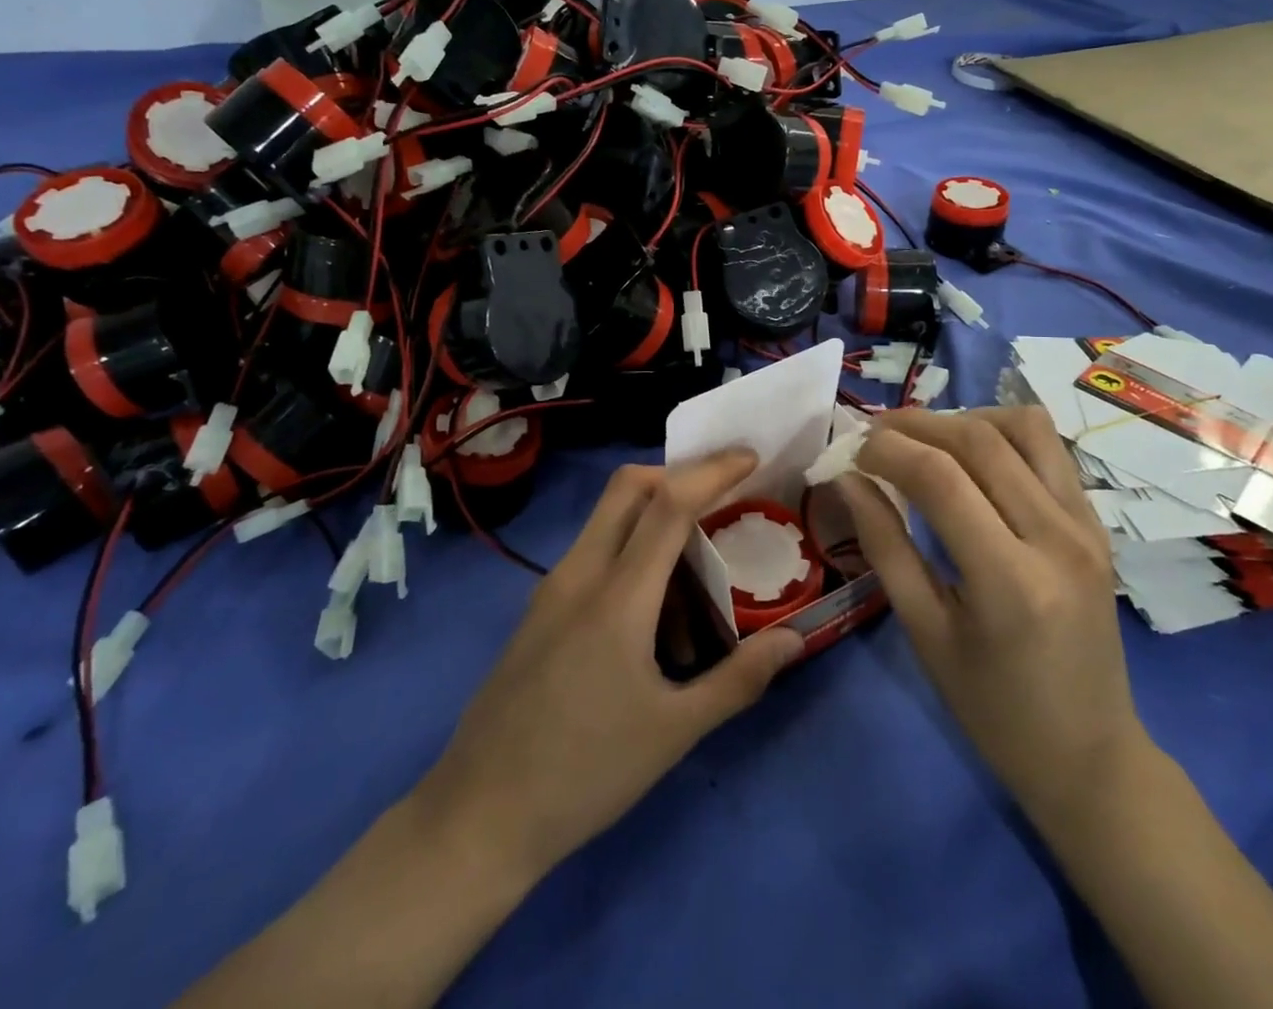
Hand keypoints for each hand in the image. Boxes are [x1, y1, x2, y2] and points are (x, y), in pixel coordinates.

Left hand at [415, 450, 804, 885]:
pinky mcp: (539, 609)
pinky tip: (652, 611)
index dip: (711, 471)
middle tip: (722, 494)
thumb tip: (794, 638)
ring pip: (607, 517)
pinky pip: (592, 552)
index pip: (668, 504)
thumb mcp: (673, 732)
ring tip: (695, 572)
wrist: (478, 816)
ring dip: (654, 516)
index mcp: (617, 596)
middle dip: (677, 474)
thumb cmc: (584, 773)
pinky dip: (630, 549)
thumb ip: (739, 679)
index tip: (749, 457)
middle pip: (627, 488)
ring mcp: (552, 589)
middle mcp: (580, 574)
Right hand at [826, 407, 1146, 833]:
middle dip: (916, 424)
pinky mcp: (1097, 524)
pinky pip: (1049, 450)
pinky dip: (1002, 436)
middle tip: (875, 435)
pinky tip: (972, 460)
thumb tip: (848, 479)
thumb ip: (885, 546)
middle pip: (980, 440)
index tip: (852, 452)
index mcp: (1011, 580)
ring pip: (1023, 427)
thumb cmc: (994, 710)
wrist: (1091, 757)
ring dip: (965, 419)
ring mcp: (1087, 526)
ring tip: (926, 442)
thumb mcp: (925, 633)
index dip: (888, 450)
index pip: (940, 479)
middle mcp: (1058, 538)